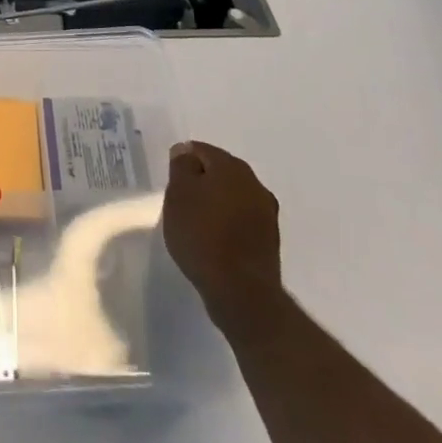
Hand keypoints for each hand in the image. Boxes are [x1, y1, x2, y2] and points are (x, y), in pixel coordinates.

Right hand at [162, 141, 284, 338]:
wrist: (241, 292)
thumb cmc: (202, 236)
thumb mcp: (178, 195)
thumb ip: (181, 167)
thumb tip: (185, 151)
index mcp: (231, 166)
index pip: (200, 150)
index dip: (182, 163)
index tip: (171, 184)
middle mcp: (254, 183)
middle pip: (220, 172)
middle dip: (201, 182)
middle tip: (181, 202)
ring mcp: (266, 212)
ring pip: (233, 196)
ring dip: (216, 204)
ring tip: (196, 224)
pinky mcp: (270, 240)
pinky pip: (242, 221)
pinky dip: (228, 225)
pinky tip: (215, 242)